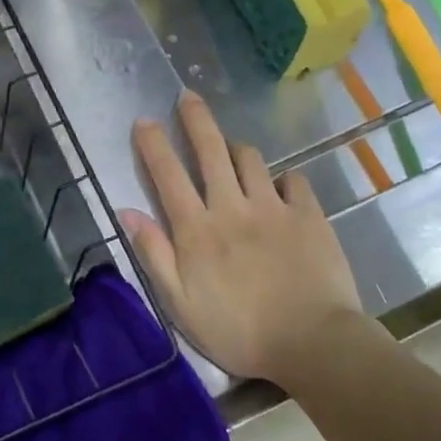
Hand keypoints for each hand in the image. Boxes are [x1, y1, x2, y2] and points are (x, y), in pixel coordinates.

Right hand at [120, 92, 368, 384]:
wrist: (313, 343)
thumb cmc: (238, 331)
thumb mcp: (180, 304)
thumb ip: (153, 254)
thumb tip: (127, 211)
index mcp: (197, 229)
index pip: (168, 175)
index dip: (153, 145)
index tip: (144, 121)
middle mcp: (231, 206)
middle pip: (210, 150)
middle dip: (195, 119)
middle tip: (187, 96)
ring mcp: (273, 207)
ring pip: (250, 158)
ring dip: (236, 149)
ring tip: (231, 150)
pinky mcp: (308, 214)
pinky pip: (293, 179)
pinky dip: (283, 178)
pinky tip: (280, 186)